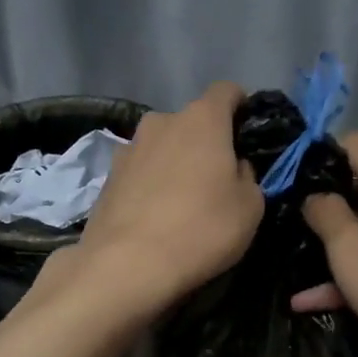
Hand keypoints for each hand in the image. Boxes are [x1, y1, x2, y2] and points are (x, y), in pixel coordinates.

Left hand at [73, 82, 263, 313]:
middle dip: (205, 142)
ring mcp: (128, 149)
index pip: (226, 91)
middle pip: (190, 122)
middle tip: (216, 177)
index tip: (247, 131)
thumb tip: (233, 167)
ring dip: (174, 163)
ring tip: (182, 200)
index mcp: (201, 119)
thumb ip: (247, 176)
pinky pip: (139, 173)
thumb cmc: (201, 229)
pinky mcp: (107, 179)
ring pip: (161, 147)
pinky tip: (155, 216)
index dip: (241, 106)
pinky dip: (150, 186)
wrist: (127, 265)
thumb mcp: (250, 207)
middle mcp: (161, 122)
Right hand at [299, 133, 357, 356]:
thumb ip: (326, 213)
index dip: (321, 153)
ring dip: (333, 245)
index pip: (357, 145)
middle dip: (324, 202)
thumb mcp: (349, 248)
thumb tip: (317, 196)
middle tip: (287, 219)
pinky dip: (351, 275)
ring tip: (293, 259)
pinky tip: (310, 301)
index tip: (290, 176)